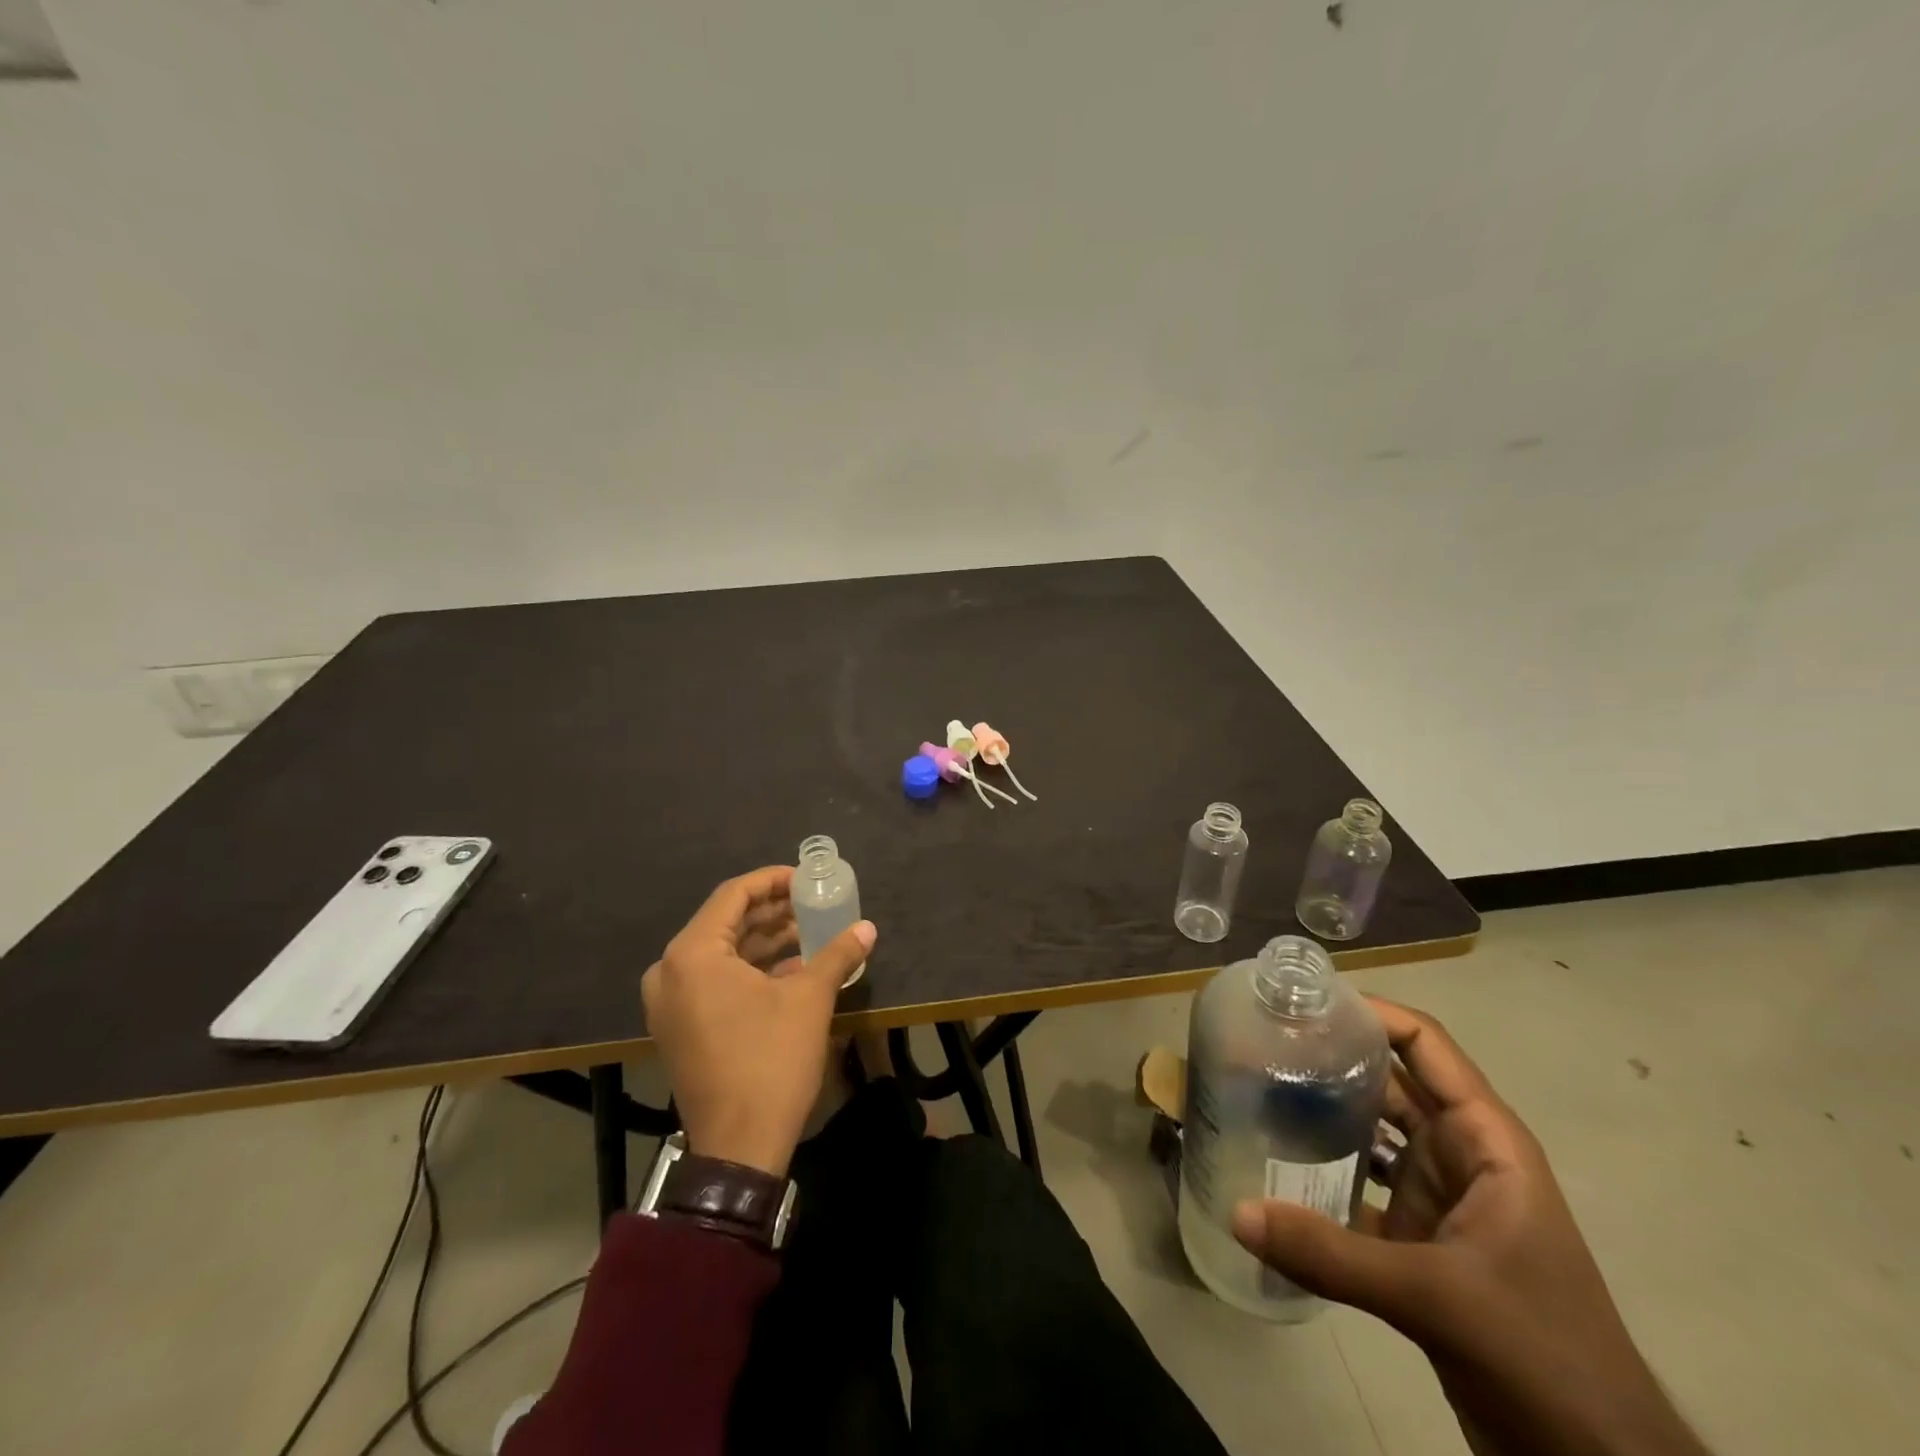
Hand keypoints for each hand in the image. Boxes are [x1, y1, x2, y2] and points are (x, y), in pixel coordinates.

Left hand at [641, 866, 875, 1178]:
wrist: (738, 1147)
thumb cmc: (770, 1061)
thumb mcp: (809, 999)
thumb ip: (837, 954)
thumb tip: (868, 928)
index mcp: (692, 955)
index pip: (734, 896)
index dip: (773, 880)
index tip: (807, 878)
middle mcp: (670, 972)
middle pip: (725, 923)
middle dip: (772, 912)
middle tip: (812, 902)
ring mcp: (670, 1003)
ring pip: (721, 954)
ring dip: (764, 941)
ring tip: (809, 932)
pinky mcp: (680, 1028)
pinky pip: (714, 981)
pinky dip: (750, 970)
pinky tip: (791, 968)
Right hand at [1232, 999, 1707, 1455]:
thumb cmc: (1541, 1355)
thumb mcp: (1436, 1297)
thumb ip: (1331, 1254)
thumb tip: (1237, 1212)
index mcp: (1485, 1142)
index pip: (1425, 1046)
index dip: (1370, 1013)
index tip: (1304, 1002)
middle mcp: (1459, 1157)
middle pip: (1388, 1083)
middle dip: (1332, 1059)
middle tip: (1261, 1041)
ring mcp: (1437, 1200)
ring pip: (1370, 1135)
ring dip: (1321, 1116)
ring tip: (1255, 1090)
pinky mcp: (1417, 1244)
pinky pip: (1358, 1189)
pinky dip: (1320, 1177)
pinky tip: (1270, 1171)